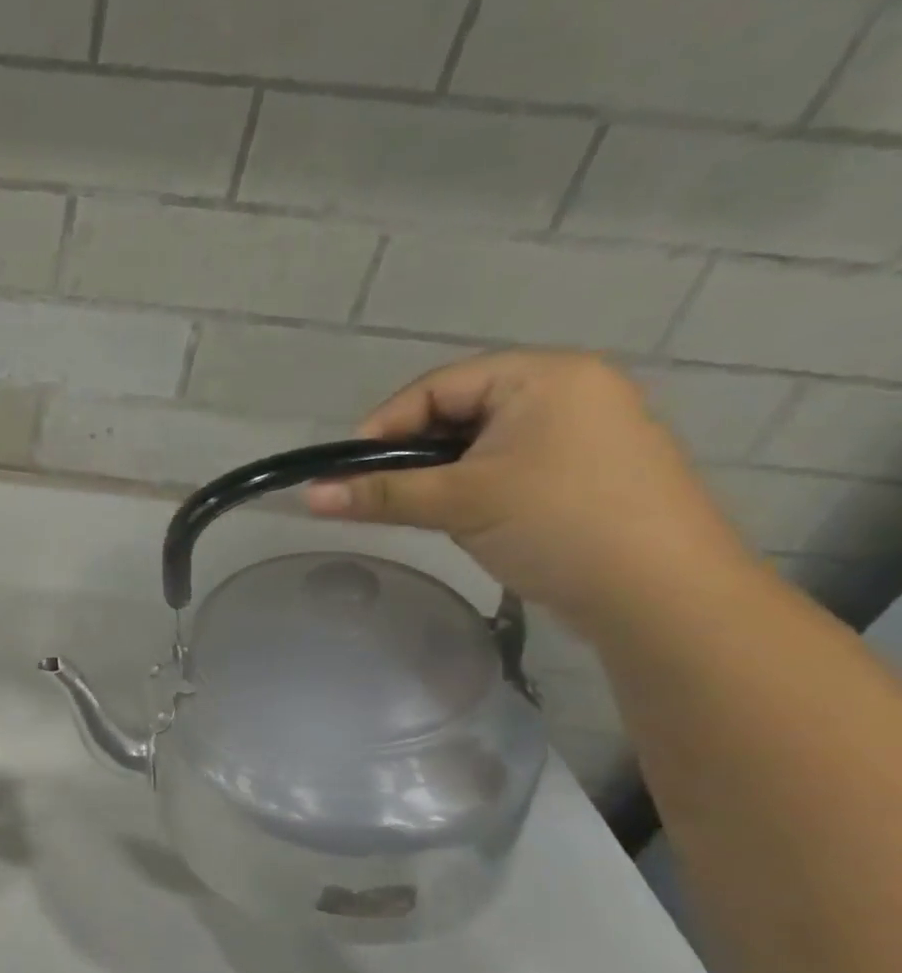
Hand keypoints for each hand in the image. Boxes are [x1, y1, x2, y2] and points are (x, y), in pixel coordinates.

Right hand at [304, 352, 752, 633]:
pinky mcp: (587, 469)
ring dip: (439, 470)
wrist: (664, 596)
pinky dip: (472, 482)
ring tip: (414, 505)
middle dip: (411, 451)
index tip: (347, 470)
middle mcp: (569, 390)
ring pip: (481, 439)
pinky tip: (459, 513)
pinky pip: (509, 461)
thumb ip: (379, 494)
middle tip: (377, 491)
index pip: (437, 386)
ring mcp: (584, 430)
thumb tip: (308, 496)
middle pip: (458, 409)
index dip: (384, 426)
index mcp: (544, 376)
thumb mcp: (458, 502)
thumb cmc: (558, 525)